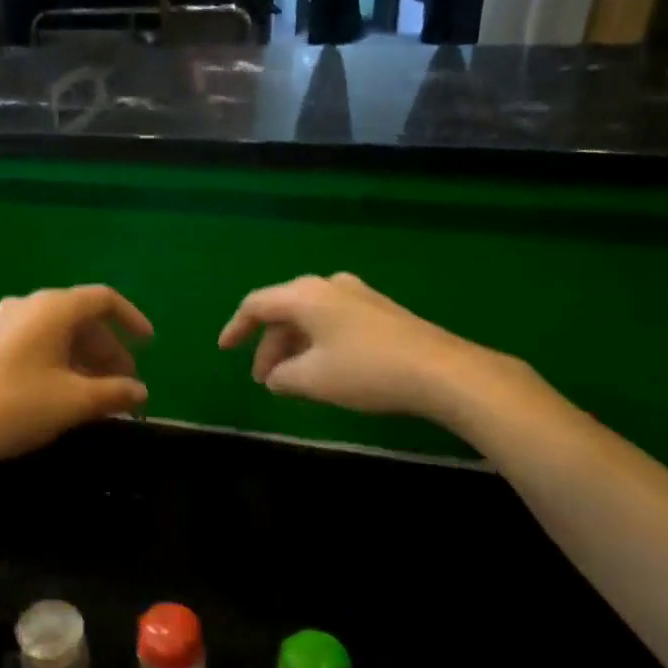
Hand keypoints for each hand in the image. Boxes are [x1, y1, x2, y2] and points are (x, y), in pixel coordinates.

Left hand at [0, 285, 151, 479]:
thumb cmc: (18, 406)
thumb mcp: (75, 401)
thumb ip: (115, 392)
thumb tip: (141, 391)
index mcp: (53, 308)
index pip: (103, 299)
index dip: (131, 319)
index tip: (149, 345)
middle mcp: (29, 305)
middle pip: (81, 318)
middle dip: (109, 349)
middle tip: (126, 384)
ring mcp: (5, 323)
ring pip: (59, 333)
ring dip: (86, 359)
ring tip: (101, 394)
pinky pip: (38, 343)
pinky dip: (61, 361)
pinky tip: (67, 392)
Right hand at [218, 273, 523, 427]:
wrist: (443, 371)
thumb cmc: (366, 371)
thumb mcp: (312, 380)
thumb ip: (282, 377)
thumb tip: (275, 377)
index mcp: (305, 296)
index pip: (256, 305)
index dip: (236, 328)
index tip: (224, 350)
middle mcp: (329, 286)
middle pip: (284, 312)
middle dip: (269, 346)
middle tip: (265, 380)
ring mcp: (358, 295)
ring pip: (310, 318)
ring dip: (294, 348)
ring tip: (292, 381)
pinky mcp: (380, 311)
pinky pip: (333, 322)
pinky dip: (318, 344)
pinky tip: (324, 370)